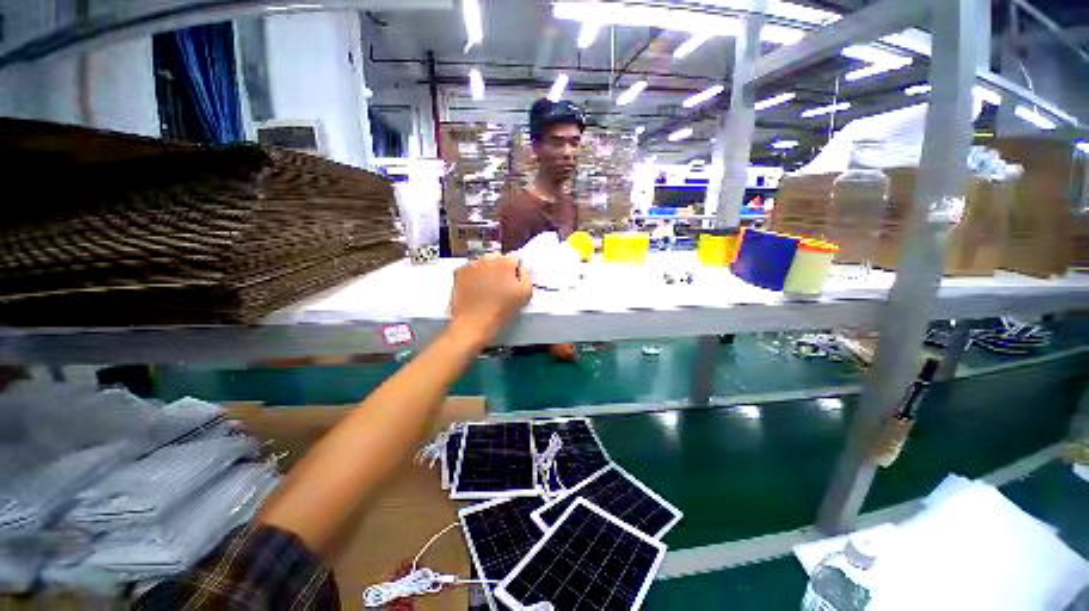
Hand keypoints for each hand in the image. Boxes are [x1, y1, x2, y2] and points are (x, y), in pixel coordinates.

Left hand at [450, 255, 531, 345]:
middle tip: (500, 286)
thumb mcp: (525, 294)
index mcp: (506, 262)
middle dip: (500, 268)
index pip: (514, 259)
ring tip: (486, 288)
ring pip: (483, 262)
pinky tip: (475, 289)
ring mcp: (472, 264)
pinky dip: (473, 275)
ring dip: (486, 270)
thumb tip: (523, 268)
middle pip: (498, 258)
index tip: (513, 282)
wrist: (475, 322)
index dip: (515, 271)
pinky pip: (470, 269)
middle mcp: (488, 258)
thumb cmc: (502, 310)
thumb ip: (527, 276)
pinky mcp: (459, 272)